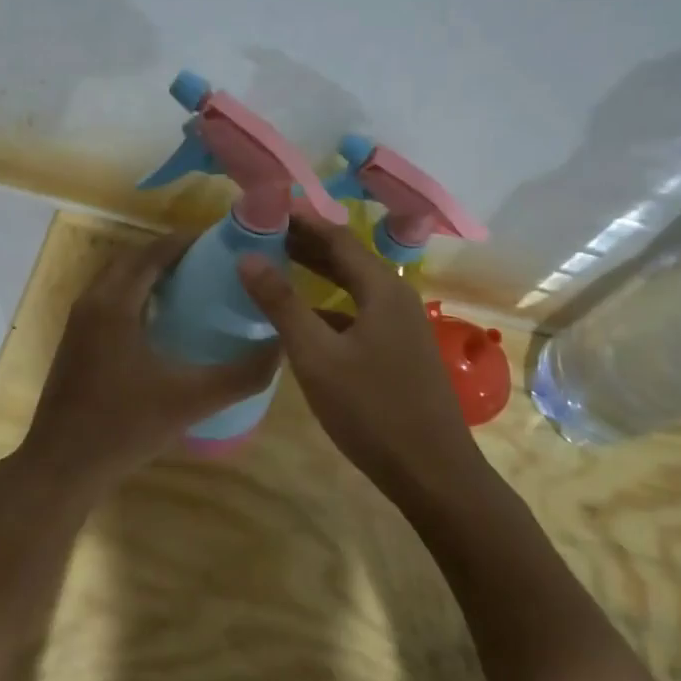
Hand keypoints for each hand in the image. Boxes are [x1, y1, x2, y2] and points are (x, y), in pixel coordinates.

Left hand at [21, 231, 281, 481]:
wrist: (62, 466)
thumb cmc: (124, 427)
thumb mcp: (191, 401)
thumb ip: (241, 376)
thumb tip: (280, 348)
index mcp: (115, 304)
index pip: (154, 253)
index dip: (188, 242)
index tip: (223, 241)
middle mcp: (92, 301)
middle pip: (134, 259)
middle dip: (171, 253)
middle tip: (213, 262)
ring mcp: (79, 322)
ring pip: (118, 279)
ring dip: (151, 273)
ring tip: (194, 284)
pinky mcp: (75, 341)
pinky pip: (109, 299)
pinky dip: (136, 293)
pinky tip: (163, 320)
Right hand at [237, 214, 480, 489]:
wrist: (433, 472)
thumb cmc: (371, 409)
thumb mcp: (317, 356)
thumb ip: (282, 304)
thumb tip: (247, 257)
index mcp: (382, 288)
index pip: (337, 236)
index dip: (301, 220)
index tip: (266, 209)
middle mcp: (397, 297)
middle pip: (348, 258)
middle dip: (307, 243)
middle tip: (264, 234)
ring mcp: (403, 326)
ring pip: (355, 287)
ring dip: (319, 274)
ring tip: (279, 266)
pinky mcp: (401, 351)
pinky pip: (360, 313)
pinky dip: (331, 305)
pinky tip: (307, 320)